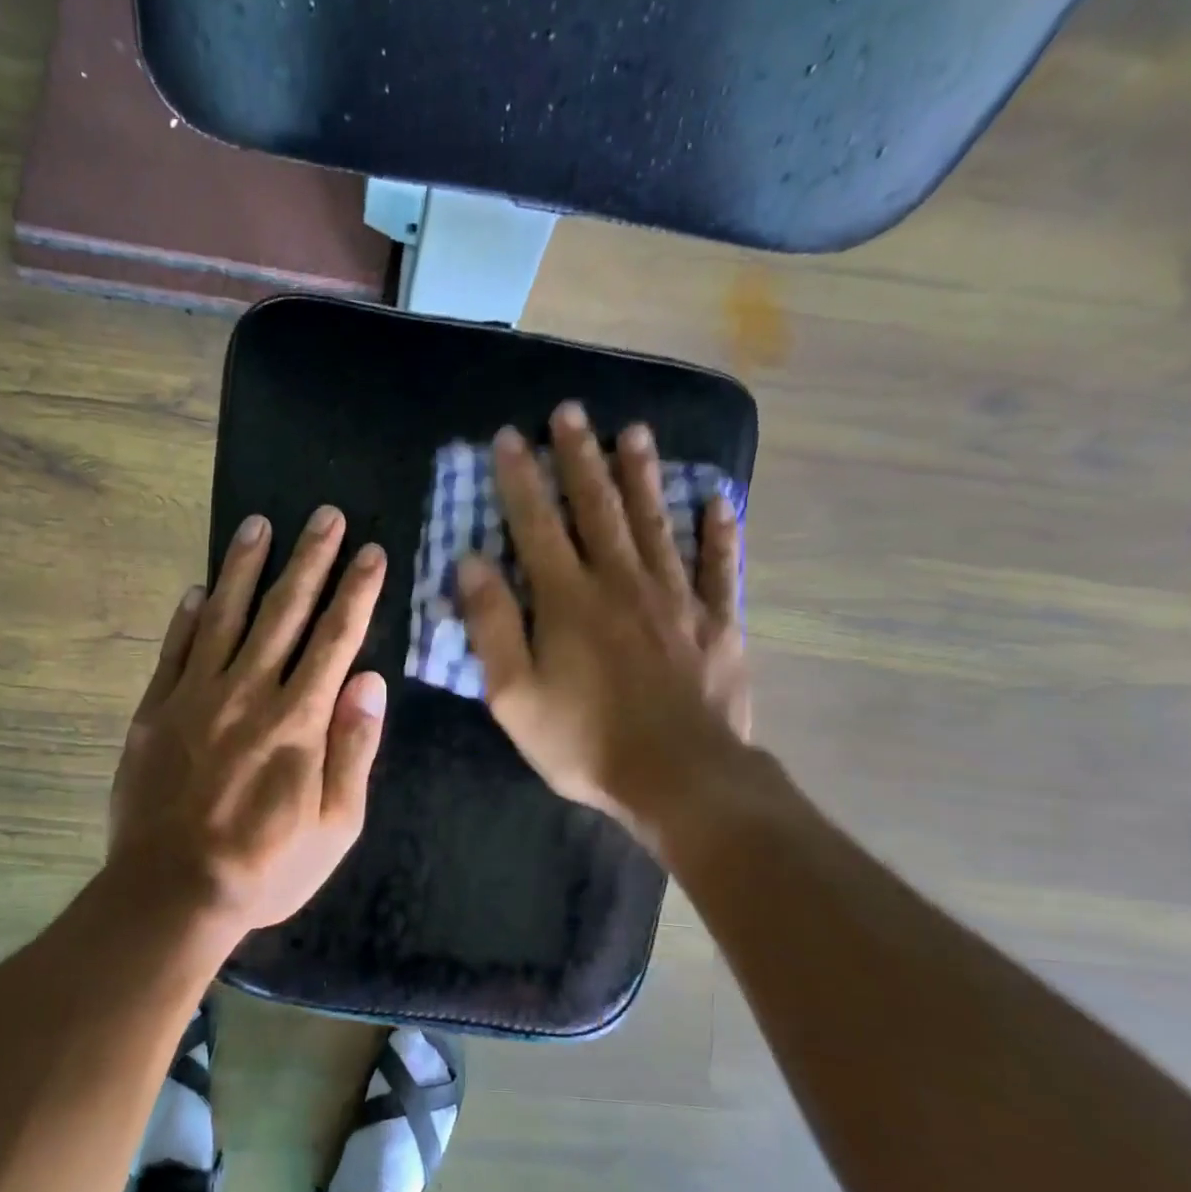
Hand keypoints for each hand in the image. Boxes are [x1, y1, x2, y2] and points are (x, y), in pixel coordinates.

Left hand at [108, 506, 387, 933]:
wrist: (172, 893)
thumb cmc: (266, 866)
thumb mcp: (336, 826)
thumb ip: (354, 750)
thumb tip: (371, 683)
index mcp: (299, 720)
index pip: (336, 639)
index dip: (357, 592)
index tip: (372, 552)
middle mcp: (249, 693)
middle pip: (285, 612)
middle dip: (310, 559)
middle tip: (325, 515)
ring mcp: (196, 697)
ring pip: (225, 616)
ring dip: (245, 568)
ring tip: (258, 525)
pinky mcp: (156, 711)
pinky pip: (174, 651)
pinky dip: (186, 617)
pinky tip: (197, 589)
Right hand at [458, 402, 755, 840]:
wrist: (680, 779)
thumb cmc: (585, 742)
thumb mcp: (514, 695)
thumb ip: (492, 625)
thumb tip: (471, 562)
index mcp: (568, 599)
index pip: (537, 524)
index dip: (520, 479)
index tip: (509, 438)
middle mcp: (621, 582)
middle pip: (597, 508)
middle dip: (580, 458)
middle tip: (571, 412)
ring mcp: (676, 598)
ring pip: (655, 523)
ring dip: (643, 476)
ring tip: (634, 432)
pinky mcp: (717, 622)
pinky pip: (720, 567)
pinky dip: (720, 532)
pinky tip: (719, 501)